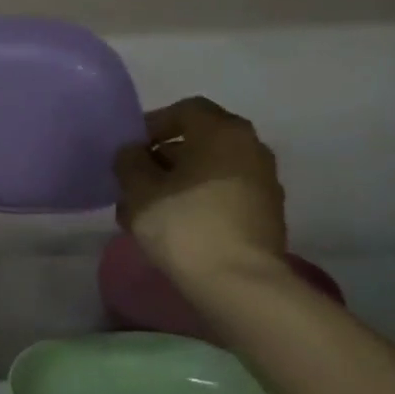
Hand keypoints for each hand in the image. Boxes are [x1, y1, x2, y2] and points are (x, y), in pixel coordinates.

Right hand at [113, 97, 289, 284]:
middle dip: (163, 158)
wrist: (238, 283)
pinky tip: (172, 226)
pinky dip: (197, 201)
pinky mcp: (264, 215)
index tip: (129, 149)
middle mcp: (251, 149)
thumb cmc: (184, 223)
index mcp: (224, 132)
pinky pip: (223, 195)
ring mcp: (263, 183)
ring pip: (209, 171)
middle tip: (134, 181)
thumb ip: (130, 161)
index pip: (185, 110)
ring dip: (177, 183)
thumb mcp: (139, 189)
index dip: (152, 125)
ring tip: (146, 209)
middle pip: (199, 142)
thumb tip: (133, 152)